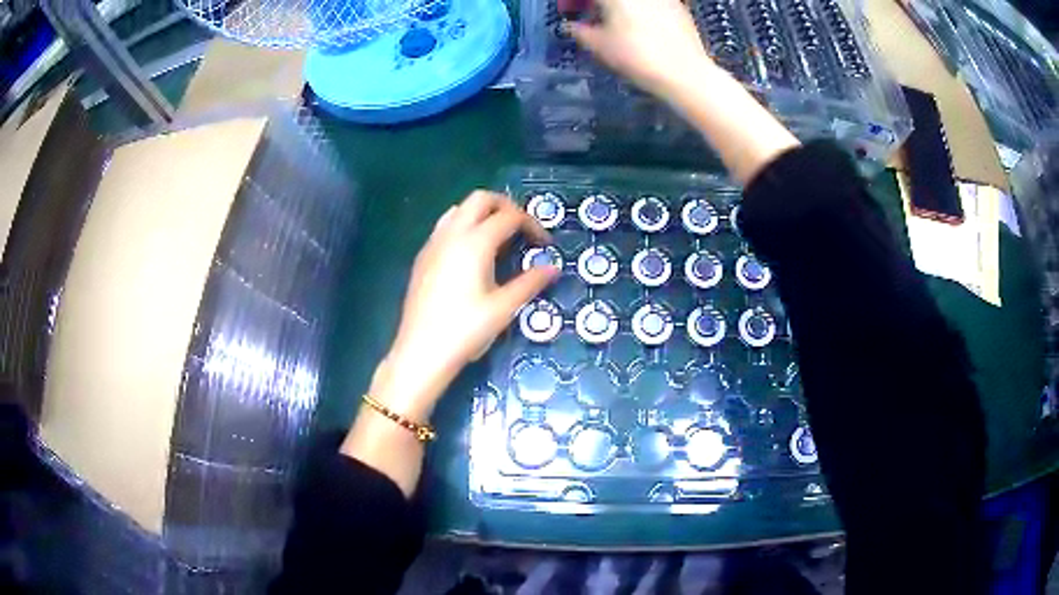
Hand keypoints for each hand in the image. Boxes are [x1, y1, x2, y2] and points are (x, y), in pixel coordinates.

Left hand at [372, 191, 559, 420]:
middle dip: (506, 206)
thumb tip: (553, 268)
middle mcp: (452, 234)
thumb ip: (530, 283)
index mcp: (475, 242)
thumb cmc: (465, 330)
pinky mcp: (423, 257)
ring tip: (497, 238)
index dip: (532, 225)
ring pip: (459, 209)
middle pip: (481, 199)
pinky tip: (471, 254)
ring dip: (482, 213)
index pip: (510, 217)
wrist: (421, 351)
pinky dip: (463, 226)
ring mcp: (433, 243)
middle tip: (521, 228)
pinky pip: (445, 226)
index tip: (544, 244)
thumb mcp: (503, 308)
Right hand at [568, 0, 716, 98]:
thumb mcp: (600, 45)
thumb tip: (571, 26)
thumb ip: (580, 31)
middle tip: (586, 14)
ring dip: (615, 5)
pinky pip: (648, 3)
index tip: (566, 12)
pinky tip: (636, 25)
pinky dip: (636, 8)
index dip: (571, 1)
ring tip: (610, 21)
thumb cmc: (637, 56)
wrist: (685, 72)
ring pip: (630, 0)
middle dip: (593, 2)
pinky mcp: (676, 4)